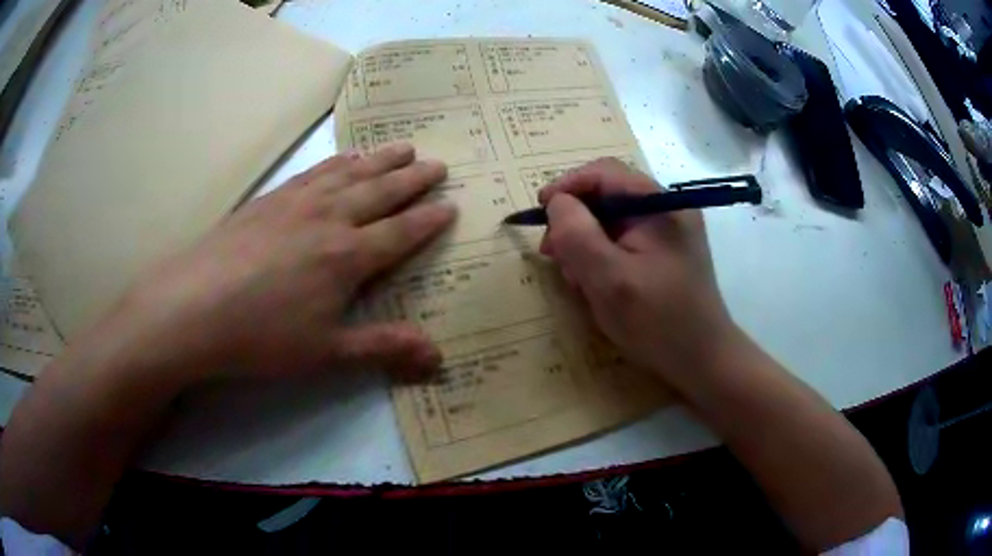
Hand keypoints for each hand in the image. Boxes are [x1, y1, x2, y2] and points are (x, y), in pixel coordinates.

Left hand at [114, 143, 455, 382]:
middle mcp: (328, 218)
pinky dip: (337, 162)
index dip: (428, 220)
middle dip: (412, 178)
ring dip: (379, 160)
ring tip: (402, 147)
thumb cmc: (261, 335)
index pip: (400, 232)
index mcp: (347, 256)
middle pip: (380, 191)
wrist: (193, 306)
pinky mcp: (269, 199)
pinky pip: (314, 172)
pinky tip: (342, 158)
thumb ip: (383, 348)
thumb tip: (438, 357)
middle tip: (437, 163)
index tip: (451, 204)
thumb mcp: (326, 352)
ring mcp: (296, 202)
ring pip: (349, 173)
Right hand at [538, 158, 735, 388]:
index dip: (567, 186)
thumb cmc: (658, 322)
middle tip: (553, 253)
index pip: (604, 173)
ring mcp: (669, 229)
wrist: (702, 360)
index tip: (540, 211)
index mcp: (659, 205)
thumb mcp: (609, 279)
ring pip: (613, 218)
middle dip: (575, 219)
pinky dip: (603, 254)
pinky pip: (625, 238)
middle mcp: (667, 208)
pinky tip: (596, 281)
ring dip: (587, 240)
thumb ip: (577, 235)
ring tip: (575, 276)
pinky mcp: (666, 250)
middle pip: (608, 194)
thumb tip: (557, 202)